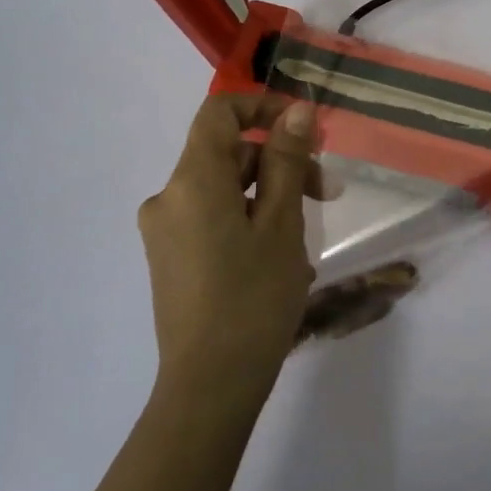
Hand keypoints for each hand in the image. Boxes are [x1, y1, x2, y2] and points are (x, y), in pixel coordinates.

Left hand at [138, 94, 319, 402]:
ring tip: (305, 234)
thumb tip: (297, 112)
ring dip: (267, 193)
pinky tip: (277, 254)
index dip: (262, 106)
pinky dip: (246, 218)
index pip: (219, 112)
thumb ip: (287, 162)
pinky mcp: (170, 257)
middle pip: (226, 153)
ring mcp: (165, 230)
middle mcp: (168, 197)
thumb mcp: (282, 224)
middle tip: (326, 194)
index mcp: (192, 181)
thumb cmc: (254, 298)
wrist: (210, 385)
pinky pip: (210, 217)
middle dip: (278, 161)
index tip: (305, 129)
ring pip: (221, 188)